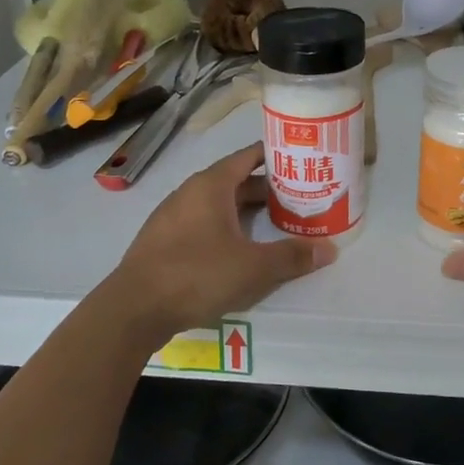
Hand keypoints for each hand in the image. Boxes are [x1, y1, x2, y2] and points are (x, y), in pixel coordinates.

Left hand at [108, 142, 335, 333]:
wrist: (134, 309)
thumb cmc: (197, 274)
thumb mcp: (254, 268)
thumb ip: (292, 256)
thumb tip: (329, 249)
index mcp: (211, 185)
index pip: (249, 156)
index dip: (276, 156)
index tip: (301, 160)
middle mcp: (190, 192)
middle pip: (236, 181)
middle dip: (267, 190)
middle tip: (299, 199)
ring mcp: (173, 216)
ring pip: (218, 205)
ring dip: (246, 212)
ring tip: (276, 225)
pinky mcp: (163, 241)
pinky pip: (202, 224)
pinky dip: (225, 229)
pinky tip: (239, 250)